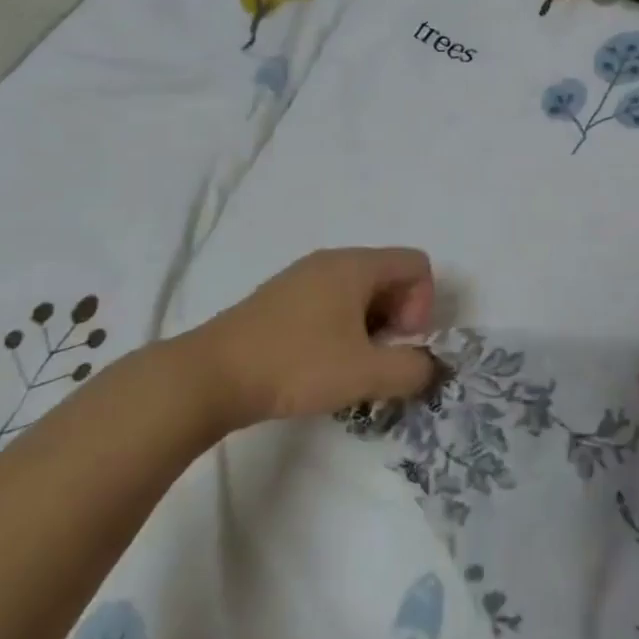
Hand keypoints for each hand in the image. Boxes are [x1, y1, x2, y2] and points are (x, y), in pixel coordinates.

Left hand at [169, 247, 436, 432]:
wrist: (208, 377)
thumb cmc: (295, 365)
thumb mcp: (365, 373)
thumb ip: (412, 369)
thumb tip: (430, 366)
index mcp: (356, 265)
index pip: (417, 264)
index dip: (423, 304)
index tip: (400, 341)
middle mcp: (331, 261)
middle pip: (390, 276)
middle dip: (399, 318)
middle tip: (380, 358)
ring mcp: (302, 278)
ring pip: (360, 292)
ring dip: (371, 327)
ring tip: (352, 365)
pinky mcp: (280, 300)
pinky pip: (331, 302)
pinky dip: (342, 328)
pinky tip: (322, 363)